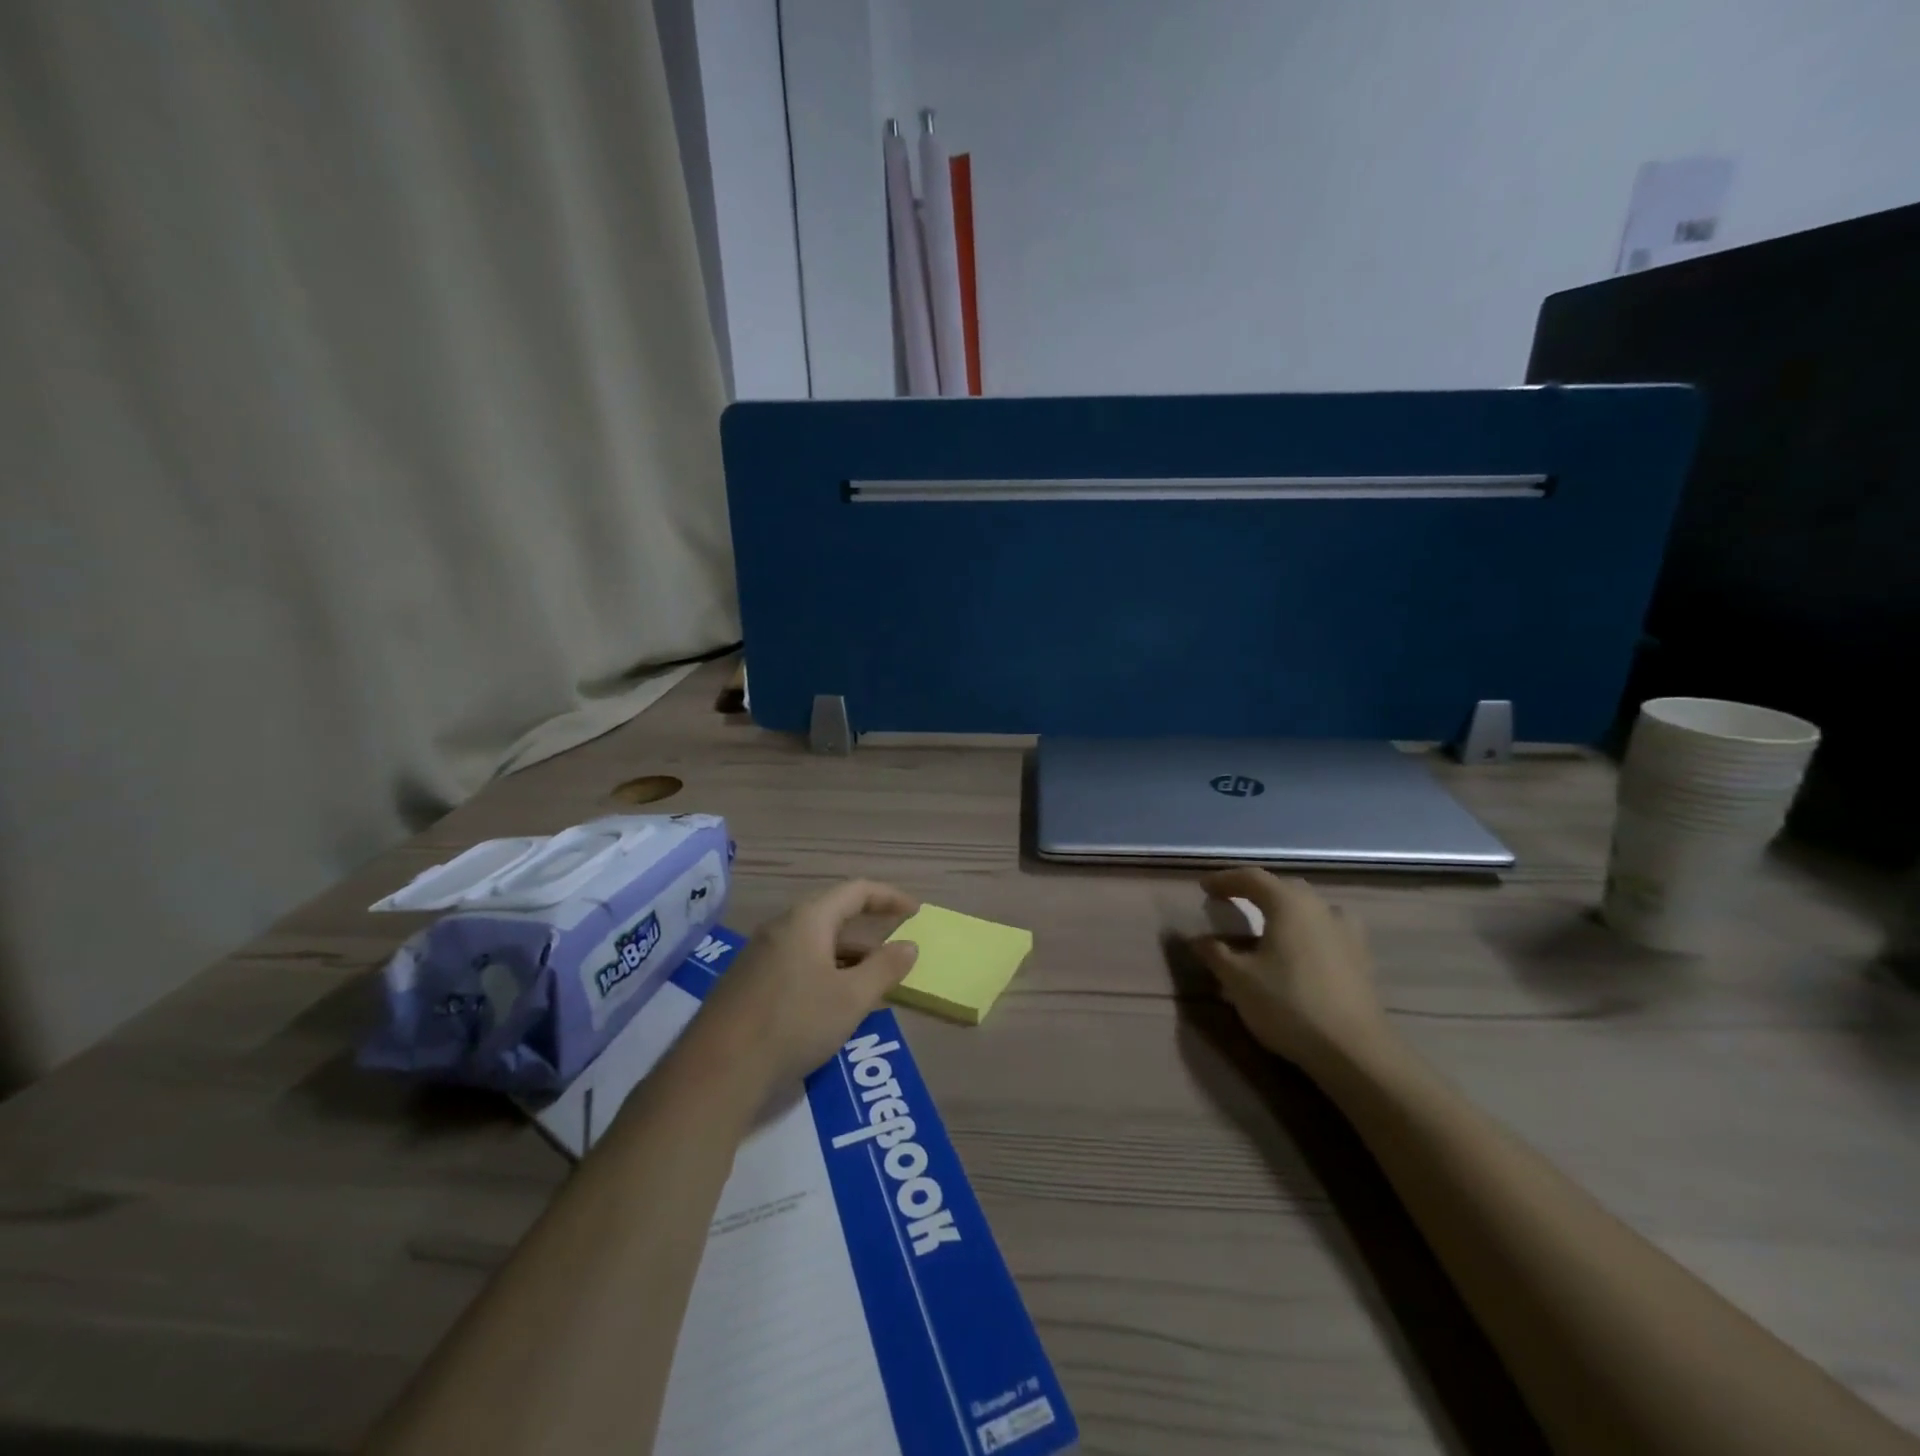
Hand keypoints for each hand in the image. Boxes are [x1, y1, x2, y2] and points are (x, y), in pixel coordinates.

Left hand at [689, 880, 920, 1096]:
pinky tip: (832, 1005)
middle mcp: (781, 927)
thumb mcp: (852, 998)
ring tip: (871, 984)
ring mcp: (759, 954)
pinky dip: (824, 972)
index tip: (914, 912)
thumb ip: (885, 968)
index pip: (856, 891)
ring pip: (814, 943)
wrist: (717, 1070)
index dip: (889, 897)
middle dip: (868, 932)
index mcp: (808, 919)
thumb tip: (909, 946)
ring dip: (847, 957)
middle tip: (894, 951)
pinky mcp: (747, 981)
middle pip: (833, 915)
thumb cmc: (794, 1023)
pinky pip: (796, 963)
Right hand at [1189, 867, 1392, 1073]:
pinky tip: (1302, 950)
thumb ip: (1215, 953)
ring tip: (1269, 924)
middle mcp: (1320, 908)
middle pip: (1283, 888)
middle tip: (1232, 901)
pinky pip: (1327, 930)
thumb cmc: (1288, 1004)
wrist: (1354, 1050)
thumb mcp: (1238, 979)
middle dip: (1255, 891)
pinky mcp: (1361, 959)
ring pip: (1310, 908)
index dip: (1225, 880)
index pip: (1252, 878)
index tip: (1204, 887)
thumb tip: (1198, 939)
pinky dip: (1307, 931)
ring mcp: (1346, 932)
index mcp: (1288, 904)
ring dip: (1285, 910)